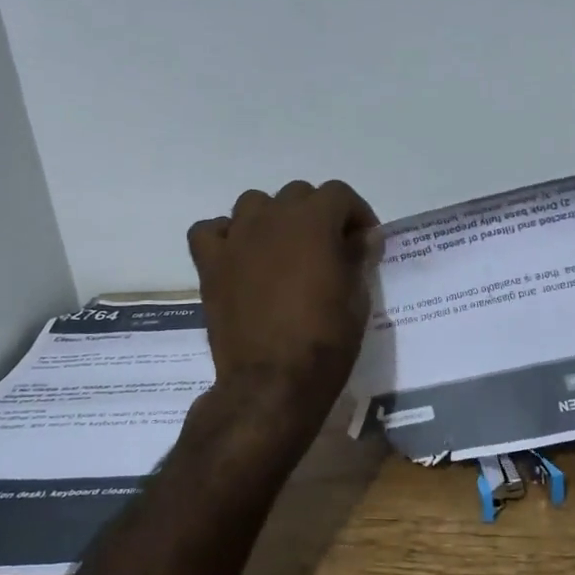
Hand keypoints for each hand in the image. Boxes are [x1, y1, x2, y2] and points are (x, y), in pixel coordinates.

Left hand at [187, 179, 379, 423]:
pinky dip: (226, 236)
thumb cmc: (325, 340)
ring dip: (273, 218)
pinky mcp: (211, 264)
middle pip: (297, 194)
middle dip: (317, 214)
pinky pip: (211, 231)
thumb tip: (361, 238)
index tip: (364, 241)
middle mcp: (272, 218)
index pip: (338, 193)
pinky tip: (240, 256)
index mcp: (314, 221)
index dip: (355, 213)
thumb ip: (356, 257)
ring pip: (254, 203)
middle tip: (327, 248)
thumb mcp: (357, 297)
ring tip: (283, 250)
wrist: (273, 382)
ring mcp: (236, 238)